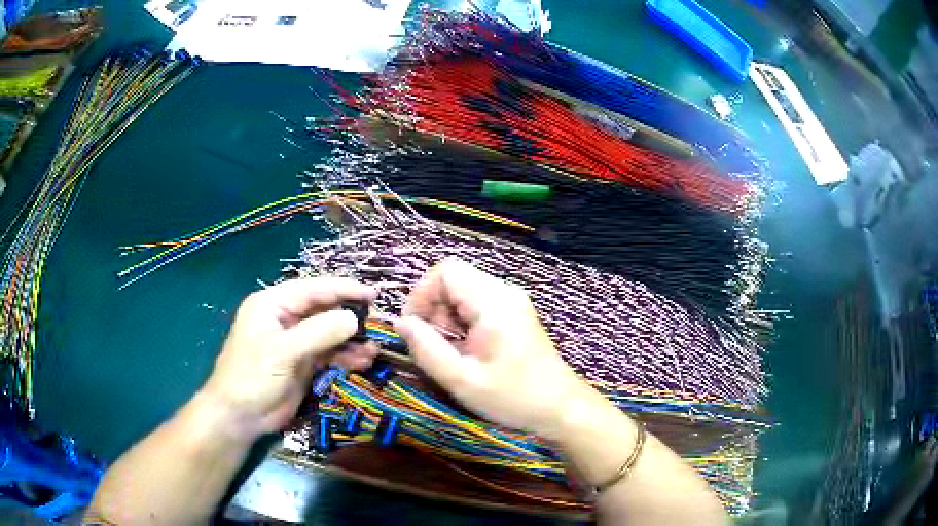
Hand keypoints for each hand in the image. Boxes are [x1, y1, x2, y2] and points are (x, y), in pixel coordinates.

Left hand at [201, 278, 377, 441]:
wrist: (240, 416)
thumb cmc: (253, 377)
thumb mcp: (283, 352)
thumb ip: (318, 333)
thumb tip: (354, 319)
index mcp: (273, 304)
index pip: (313, 289)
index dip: (344, 290)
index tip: (374, 294)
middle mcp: (285, 318)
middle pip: (324, 310)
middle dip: (350, 316)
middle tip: (379, 324)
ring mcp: (295, 342)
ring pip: (329, 333)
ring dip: (351, 341)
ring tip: (374, 350)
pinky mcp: (302, 363)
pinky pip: (329, 354)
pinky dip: (346, 357)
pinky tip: (363, 362)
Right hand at [394, 258, 583, 438]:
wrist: (561, 408)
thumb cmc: (514, 398)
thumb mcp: (462, 381)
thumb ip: (426, 350)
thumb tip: (401, 323)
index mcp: (493, 302)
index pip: (445, 271)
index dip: (420, 294)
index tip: (412, 328)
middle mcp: (504, 292)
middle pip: (453, 279)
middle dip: (433, 309)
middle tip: (432, 346)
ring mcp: (512, 301)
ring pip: (463, 292)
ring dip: (446, 317)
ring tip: (450, 353)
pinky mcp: (514, 313)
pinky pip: (477, 304)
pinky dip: (462, 322)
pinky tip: (466, 351)